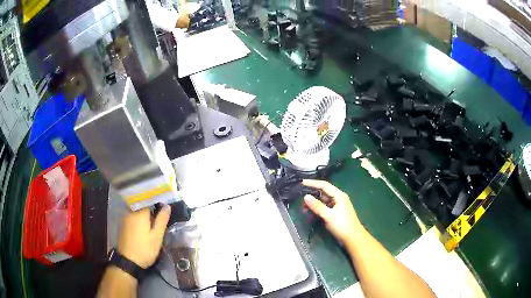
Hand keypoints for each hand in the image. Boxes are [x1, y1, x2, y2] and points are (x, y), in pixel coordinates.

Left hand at [117, 206, 170, 268]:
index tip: (164, 212)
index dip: (158, 205)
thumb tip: (167, 206)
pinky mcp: (123, 226)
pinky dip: (139, 221)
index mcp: (140, 213)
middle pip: (143, 207)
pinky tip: (143, 230)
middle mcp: (131, 212)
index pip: (149, 201)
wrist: (128, 261)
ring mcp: (125, 219)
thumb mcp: (157, 236)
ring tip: (152, 227)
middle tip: (159, 222)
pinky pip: (133, 218)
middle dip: (151, 212)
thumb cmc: (145, 249)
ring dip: (145, 217)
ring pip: (137, 213)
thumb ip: (161, 220)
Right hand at [302, 180, 362, 244]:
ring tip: (303, 207)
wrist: (353, 239)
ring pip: (323, 200)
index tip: (301, 182)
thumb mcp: (329, 216)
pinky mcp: (335, 213)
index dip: (312, 183)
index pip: (324, 185)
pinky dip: (317, 209)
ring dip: (314, 203)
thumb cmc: (342, 225)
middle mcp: (338, 198)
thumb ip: (317, 206)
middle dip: (312, 194)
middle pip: (323, 192)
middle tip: (300, 197)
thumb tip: (305, 196)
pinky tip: (310, 212)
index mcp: (339, 195)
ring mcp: (337, 206)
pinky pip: (324, 207)